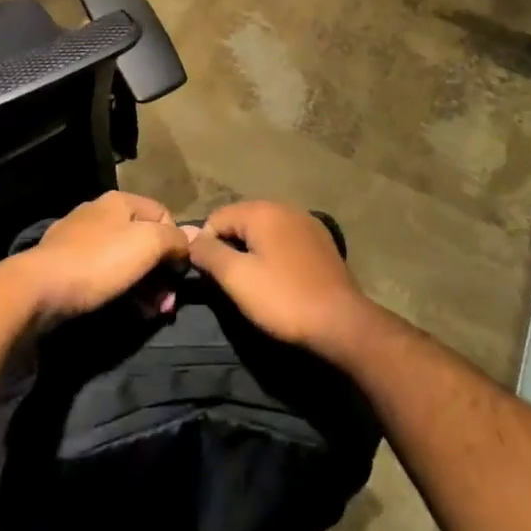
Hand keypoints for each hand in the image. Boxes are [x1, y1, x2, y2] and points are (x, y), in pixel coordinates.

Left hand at [18, 191, 191, 326]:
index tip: (179, 277)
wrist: (39, 288)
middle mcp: (100, 213)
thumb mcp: (148, 243)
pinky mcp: (66, 264)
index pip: (165, 215)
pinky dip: (120, 290)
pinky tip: (125, 310)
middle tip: (166, 306)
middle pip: (145, 240)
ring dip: (145, 287)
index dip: (178, 245)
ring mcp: (80, 238)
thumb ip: (174, 239)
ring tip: (149, 314)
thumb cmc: (99, 261)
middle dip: (162, 274)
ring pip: (125, 260)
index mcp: (121, 201)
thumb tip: (187, 242)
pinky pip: (104, 274)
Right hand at [186, 201, 375, 358]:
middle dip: (229, 247)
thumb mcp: (237, 278)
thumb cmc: (284, 299)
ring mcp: (306, 222)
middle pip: (241, 221)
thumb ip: (208, 253)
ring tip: (253, 284)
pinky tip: (279, 280)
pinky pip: (284, 240)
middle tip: (229, 283)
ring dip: (252, 252)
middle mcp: (284, 207)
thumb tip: (187, 236)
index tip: (208, 277)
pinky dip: (274, 255)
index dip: (206, 245)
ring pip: (264, 231)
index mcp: (262, 210)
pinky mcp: (321, 241)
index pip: (216, 218)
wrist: (343, 323)